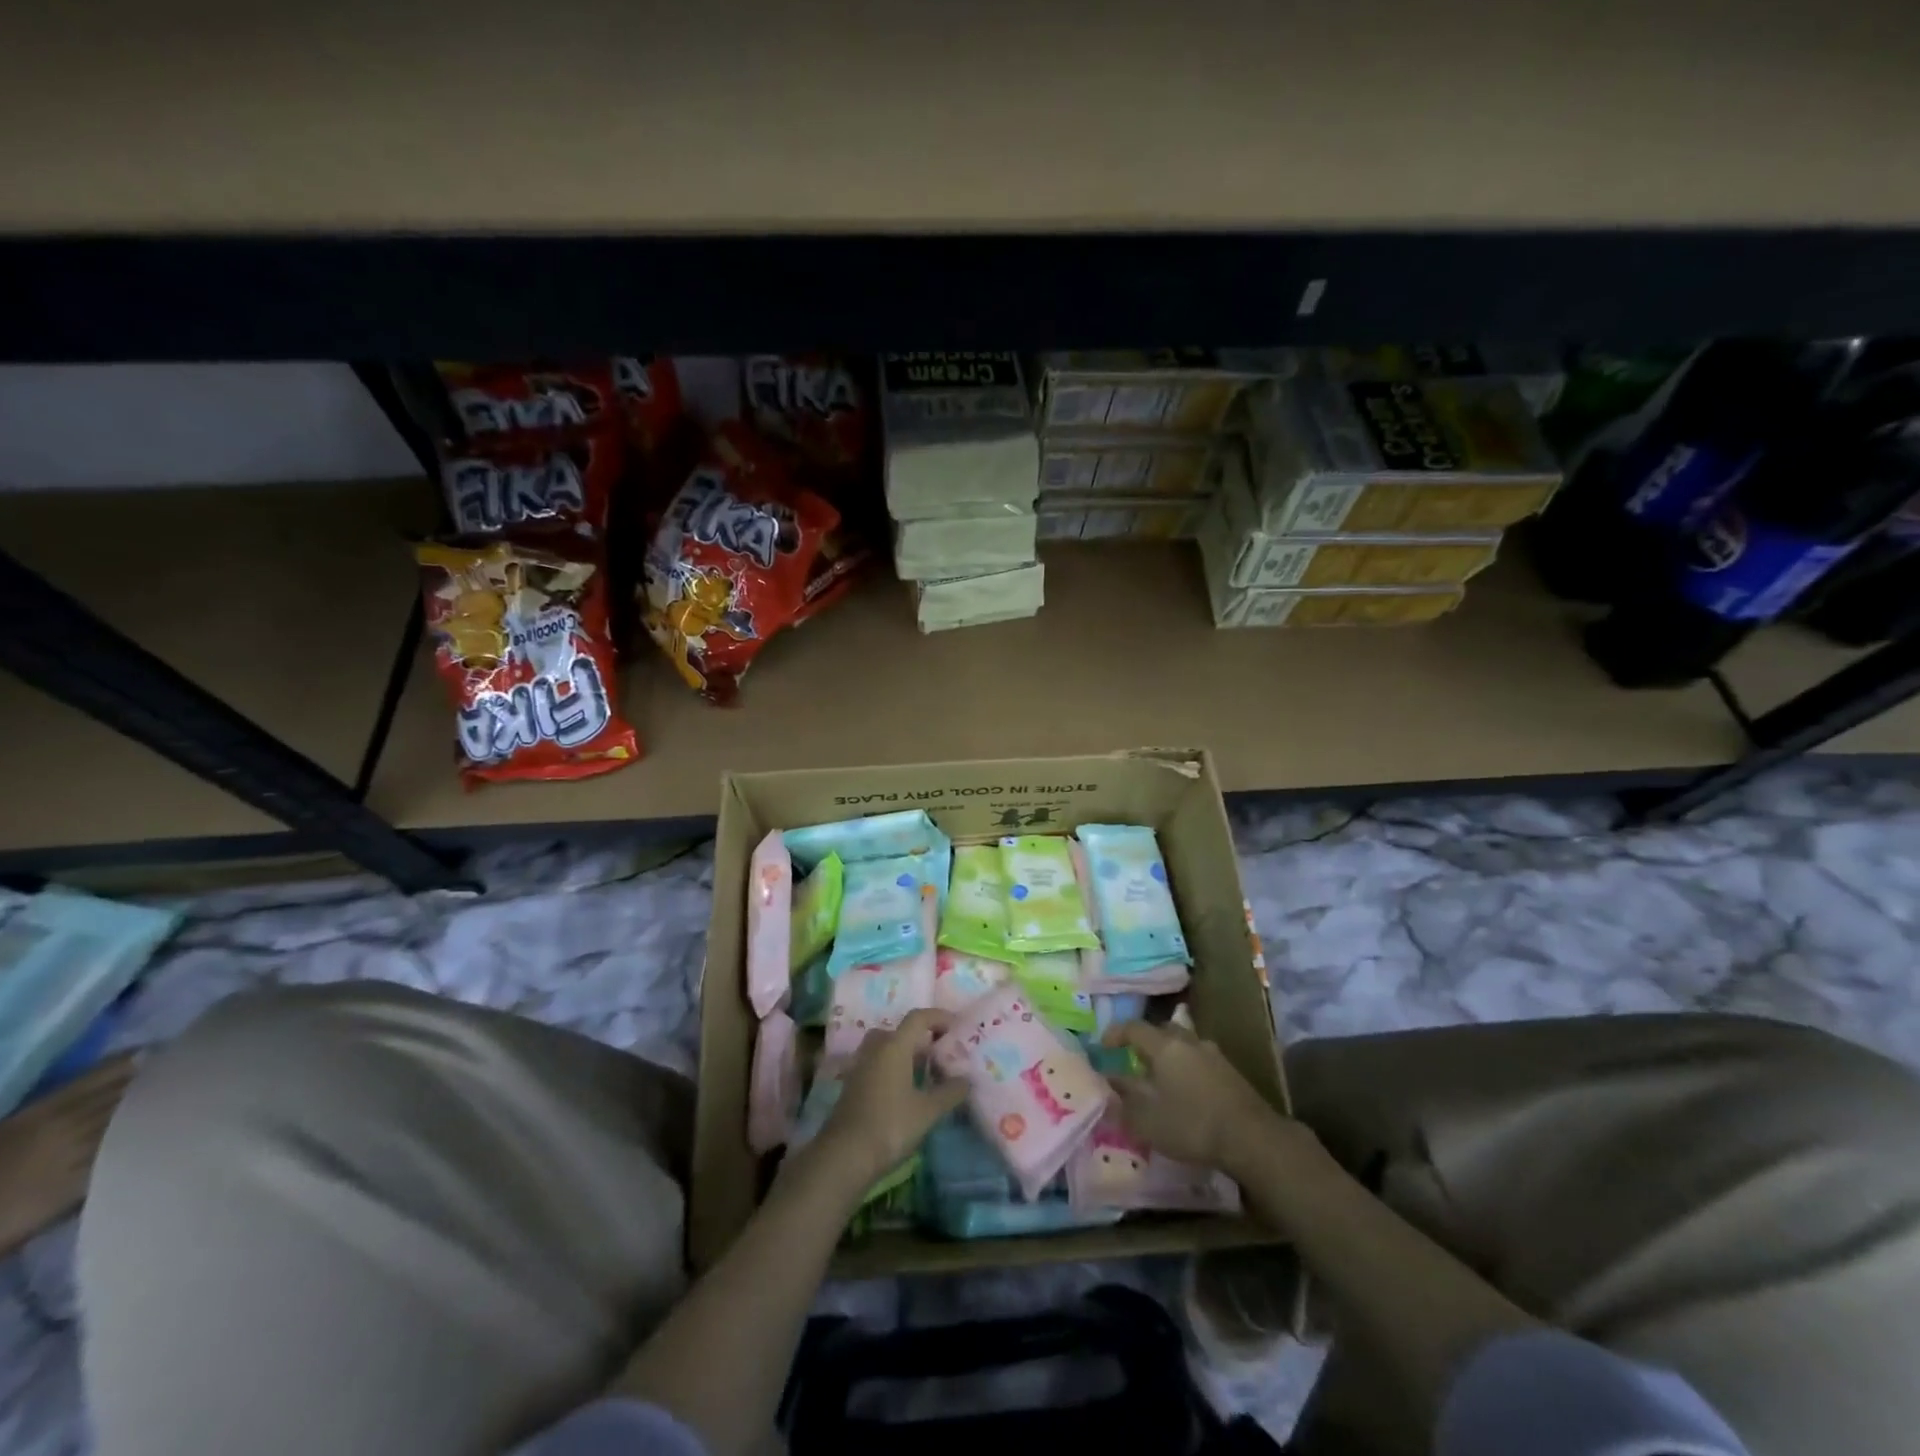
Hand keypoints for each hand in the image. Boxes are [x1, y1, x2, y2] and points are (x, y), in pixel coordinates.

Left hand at [816, 1010, 966, 1187]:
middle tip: (941, 1051)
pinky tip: (906, 1089)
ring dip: (906, 1052)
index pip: (918, 1018)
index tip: (957, 1026)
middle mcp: (875, 1048)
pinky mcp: (852, 1084)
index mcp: (894, 1046)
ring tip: (926, 1070)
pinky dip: (893, 1067)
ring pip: (886, 1047)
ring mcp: (860, 1066)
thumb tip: (966, 1080)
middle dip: (921, 1037)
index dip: (939, 1017)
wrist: (845, 1155)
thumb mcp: (927, 1110)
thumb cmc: (890, 1125)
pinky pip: (877, 1063)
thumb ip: (950, 1092)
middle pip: (900, 1031)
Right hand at [1104, 1021, 1296, 1176]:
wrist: (1253, 1139)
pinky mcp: (1230, 1072)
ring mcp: (1213, 1054)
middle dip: (1143, 1041)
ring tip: (1160, 1076)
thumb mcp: (1147, 1119)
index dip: (1115, 1034)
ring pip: (1183, 1044)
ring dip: (1168, 1054)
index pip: (1133, 1027)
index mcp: (1164, 1045)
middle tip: (1132, 1059)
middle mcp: (1188, 1041)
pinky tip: (1186, 1090)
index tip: (1103, 1046)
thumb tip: (1108, 1080)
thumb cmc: (1191, 1125)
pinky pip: (1199, 1059)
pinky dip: (1186, 1067)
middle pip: (1161, 1030)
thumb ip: (1124, 1098)